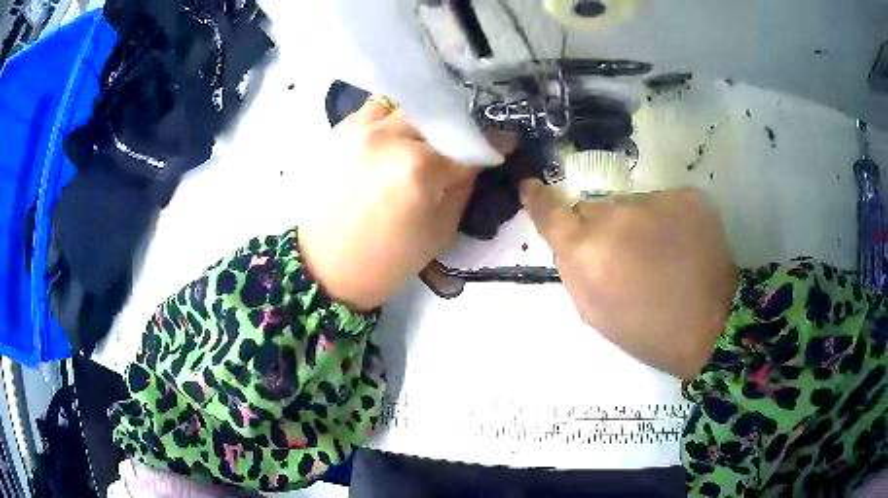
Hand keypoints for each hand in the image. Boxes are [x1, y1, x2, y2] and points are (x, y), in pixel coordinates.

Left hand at [299, 101, 478, 310]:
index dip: (494, 143)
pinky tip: (393, 140)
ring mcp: (361, 128)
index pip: (470, 144)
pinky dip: (392, 120)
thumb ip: (463, 187)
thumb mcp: (440, 232)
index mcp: (418, 168)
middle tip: (461, 146)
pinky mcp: (340, 130)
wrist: (323, 268)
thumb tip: (475, 160)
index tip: (505, 142)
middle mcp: (389, 136)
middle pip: (440, 117)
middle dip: (457, 131)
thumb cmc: (386, 261)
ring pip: (408, 107)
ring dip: (423, 123)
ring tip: (423, 141)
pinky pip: (377, 110)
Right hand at [520, 182, 737, 379]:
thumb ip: (574, 269)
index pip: (551, 213)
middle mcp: (616, 216)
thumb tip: (569, 239)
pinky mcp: (687, 196)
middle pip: (596, 208)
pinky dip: (667, 220)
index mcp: (588, 252)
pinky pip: (663, 202)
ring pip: (632, 204)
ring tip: (661, 254)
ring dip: (637, 223)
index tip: (531, 186)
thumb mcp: (594, 312)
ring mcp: (655, 201)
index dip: (539, 199)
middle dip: (601, 226)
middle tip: (626, 255)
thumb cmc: (647, 331)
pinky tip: (682, 245)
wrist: (711, 325)